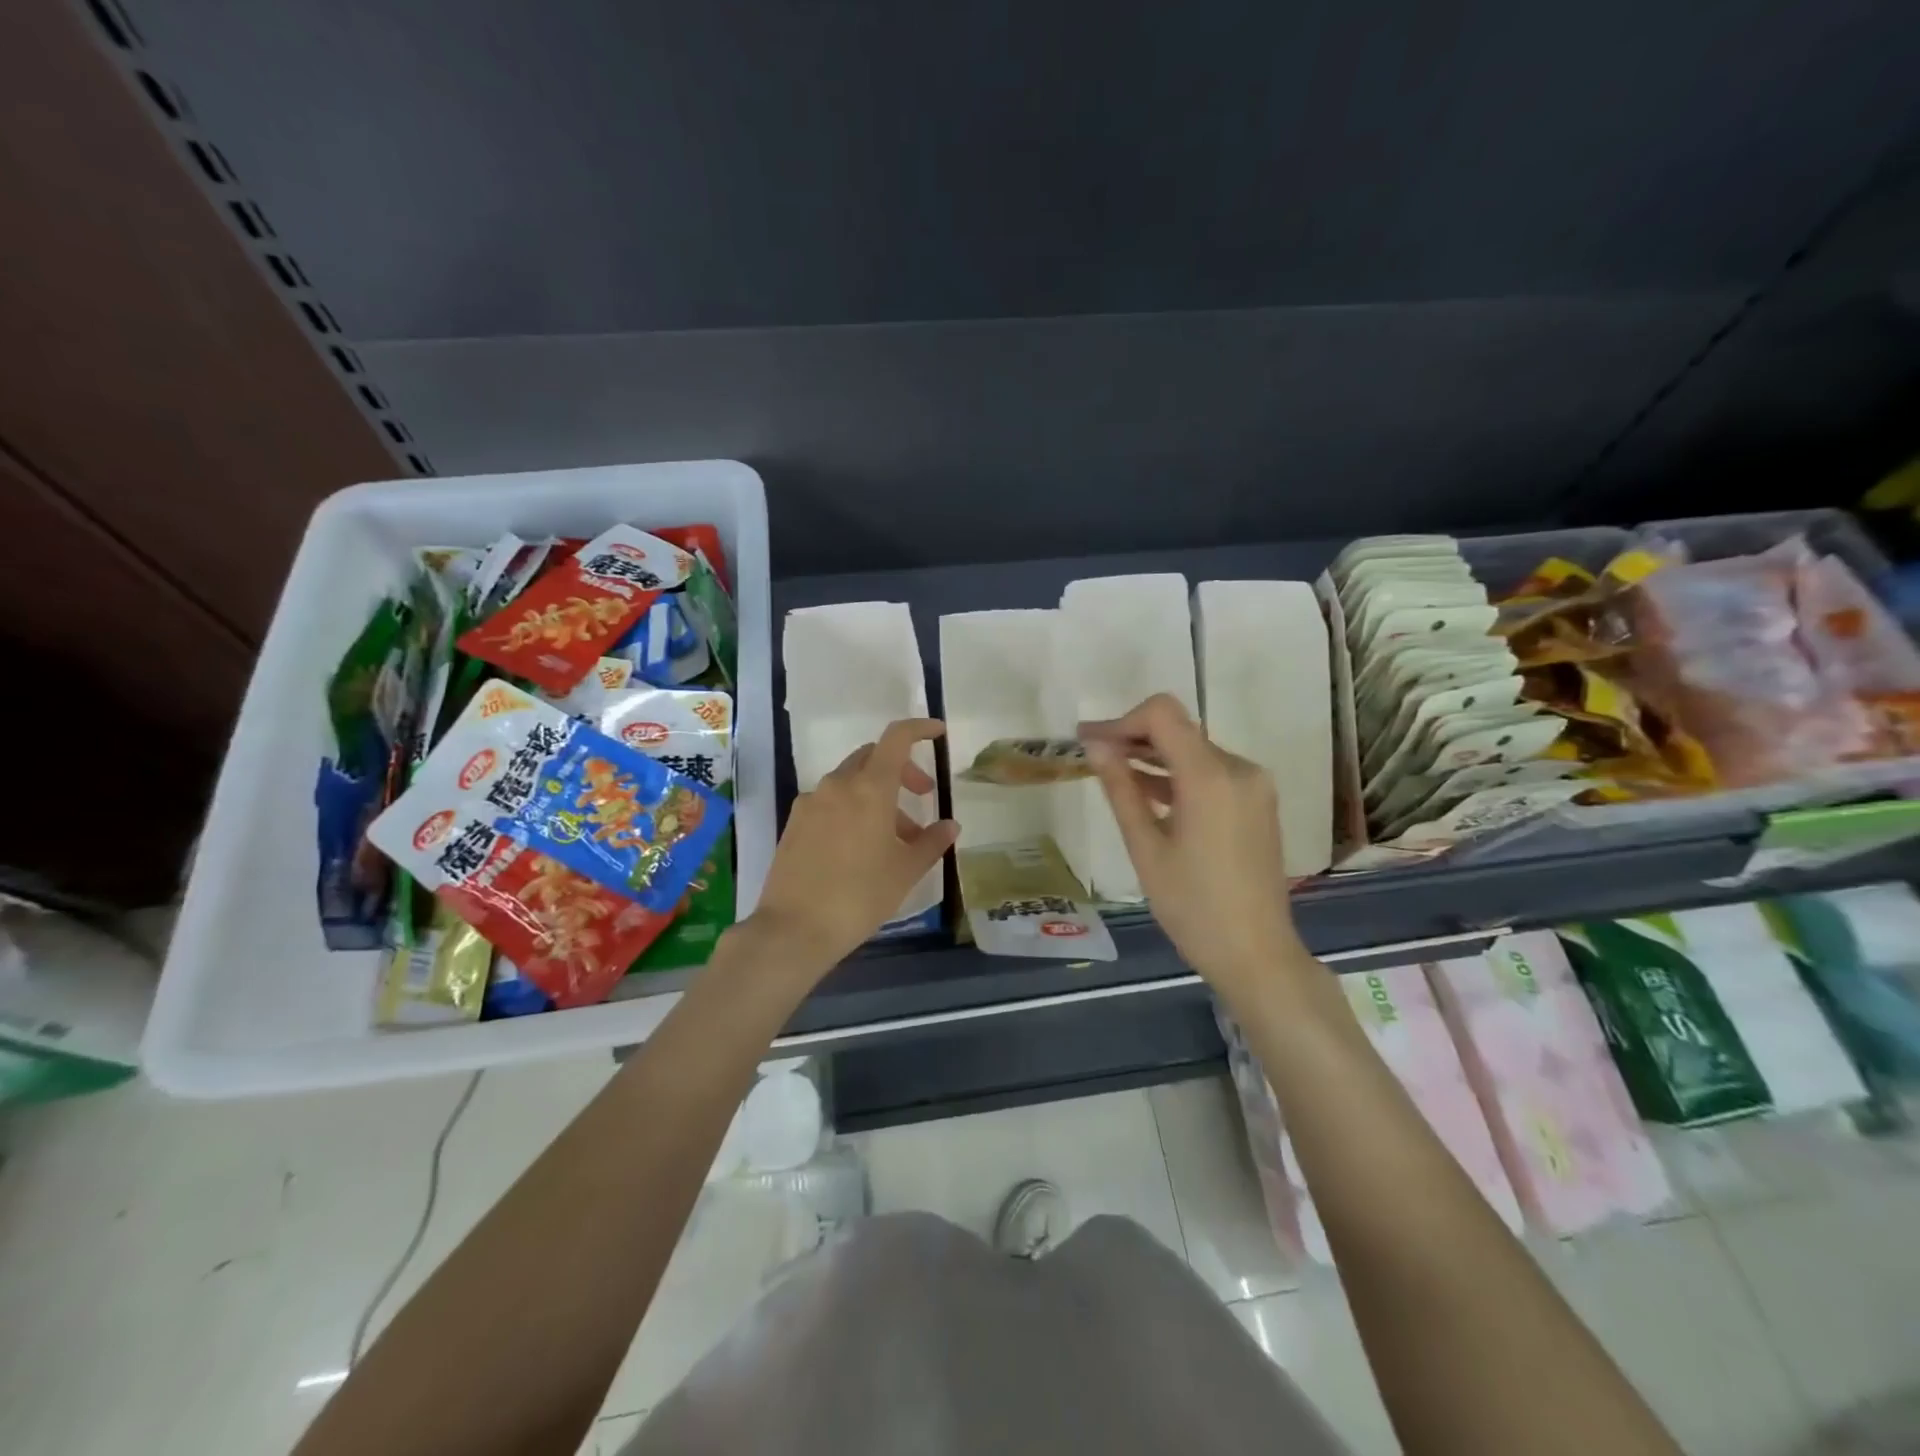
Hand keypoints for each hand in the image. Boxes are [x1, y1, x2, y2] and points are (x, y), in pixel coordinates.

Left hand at [745, 718, 958, 979]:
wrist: (794, 929)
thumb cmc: (860, 895)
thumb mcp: (906, 870)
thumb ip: (932, 842)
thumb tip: (949, 825)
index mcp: (869, 788)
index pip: (896, 738)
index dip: (919, 729)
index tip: (938, 733)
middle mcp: (837, 785)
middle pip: (873, 758)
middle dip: (901, 770)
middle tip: (921, 796)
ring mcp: (811, 803)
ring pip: (851, 782)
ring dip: (877, 796)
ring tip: (894, 837)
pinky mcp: (794, 823)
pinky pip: (830, 803)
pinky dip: (852, 810)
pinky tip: (860, 847)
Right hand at [1083, 694, 1305, 989]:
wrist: (1257, 954)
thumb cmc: (1193, 907)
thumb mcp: (1146, 848)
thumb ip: (1121, 789)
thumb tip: (1096, 747)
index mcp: (1211, 777)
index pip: (1163, 714)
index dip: (1122, 721)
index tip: (1092, 742)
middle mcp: (1239, 769)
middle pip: (1180, 730)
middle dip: (1134, 737)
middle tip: (1091, 753)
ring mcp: (1254, 786)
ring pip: (1195, 751)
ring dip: (1155, 756)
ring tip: (1112, 772)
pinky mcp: (1257, 802)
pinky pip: (1212, 773)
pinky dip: (1179, 776)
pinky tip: (1148, 793)